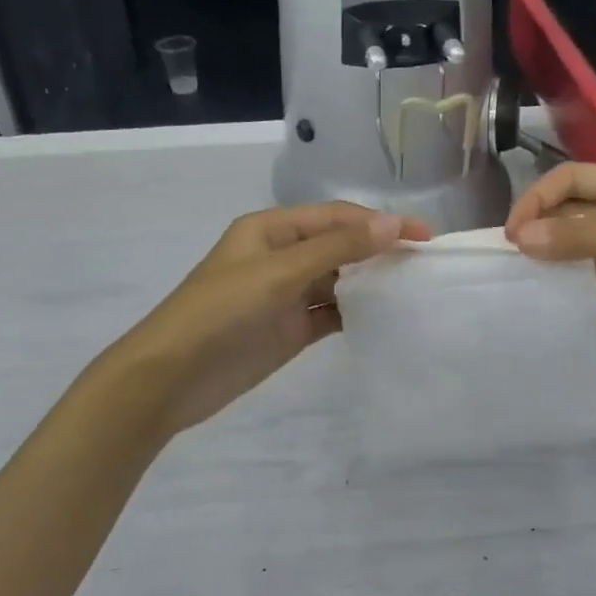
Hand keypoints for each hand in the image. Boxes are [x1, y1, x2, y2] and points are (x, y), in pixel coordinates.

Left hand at [90, 202, 430, 438]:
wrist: (170, 378)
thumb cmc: (220, 312)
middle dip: (379, 251)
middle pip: (340, 246)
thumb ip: (336, 248)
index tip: (424, 237)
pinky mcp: (290, 329)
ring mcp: (286, 294)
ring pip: (339, 280)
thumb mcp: (278, 272)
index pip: (336, 217)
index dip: (380, 223)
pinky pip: (331, 313)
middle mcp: (282, 256)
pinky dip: (357, 313)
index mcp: (272, 229)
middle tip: (425, 265)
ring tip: (414, 290)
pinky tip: (386, 318)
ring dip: (371, 282)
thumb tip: (393, 225)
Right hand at [504, 163, 595, 381]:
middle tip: (511, 263)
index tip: (511, 236)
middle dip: (542, 230)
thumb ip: (587, 239)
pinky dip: (579, 291)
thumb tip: (520, 236)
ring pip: (586, 248)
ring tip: (526, 284)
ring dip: (557, 260)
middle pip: (577, 212)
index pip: (575, 179)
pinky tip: (558, 307)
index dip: (539, 200)